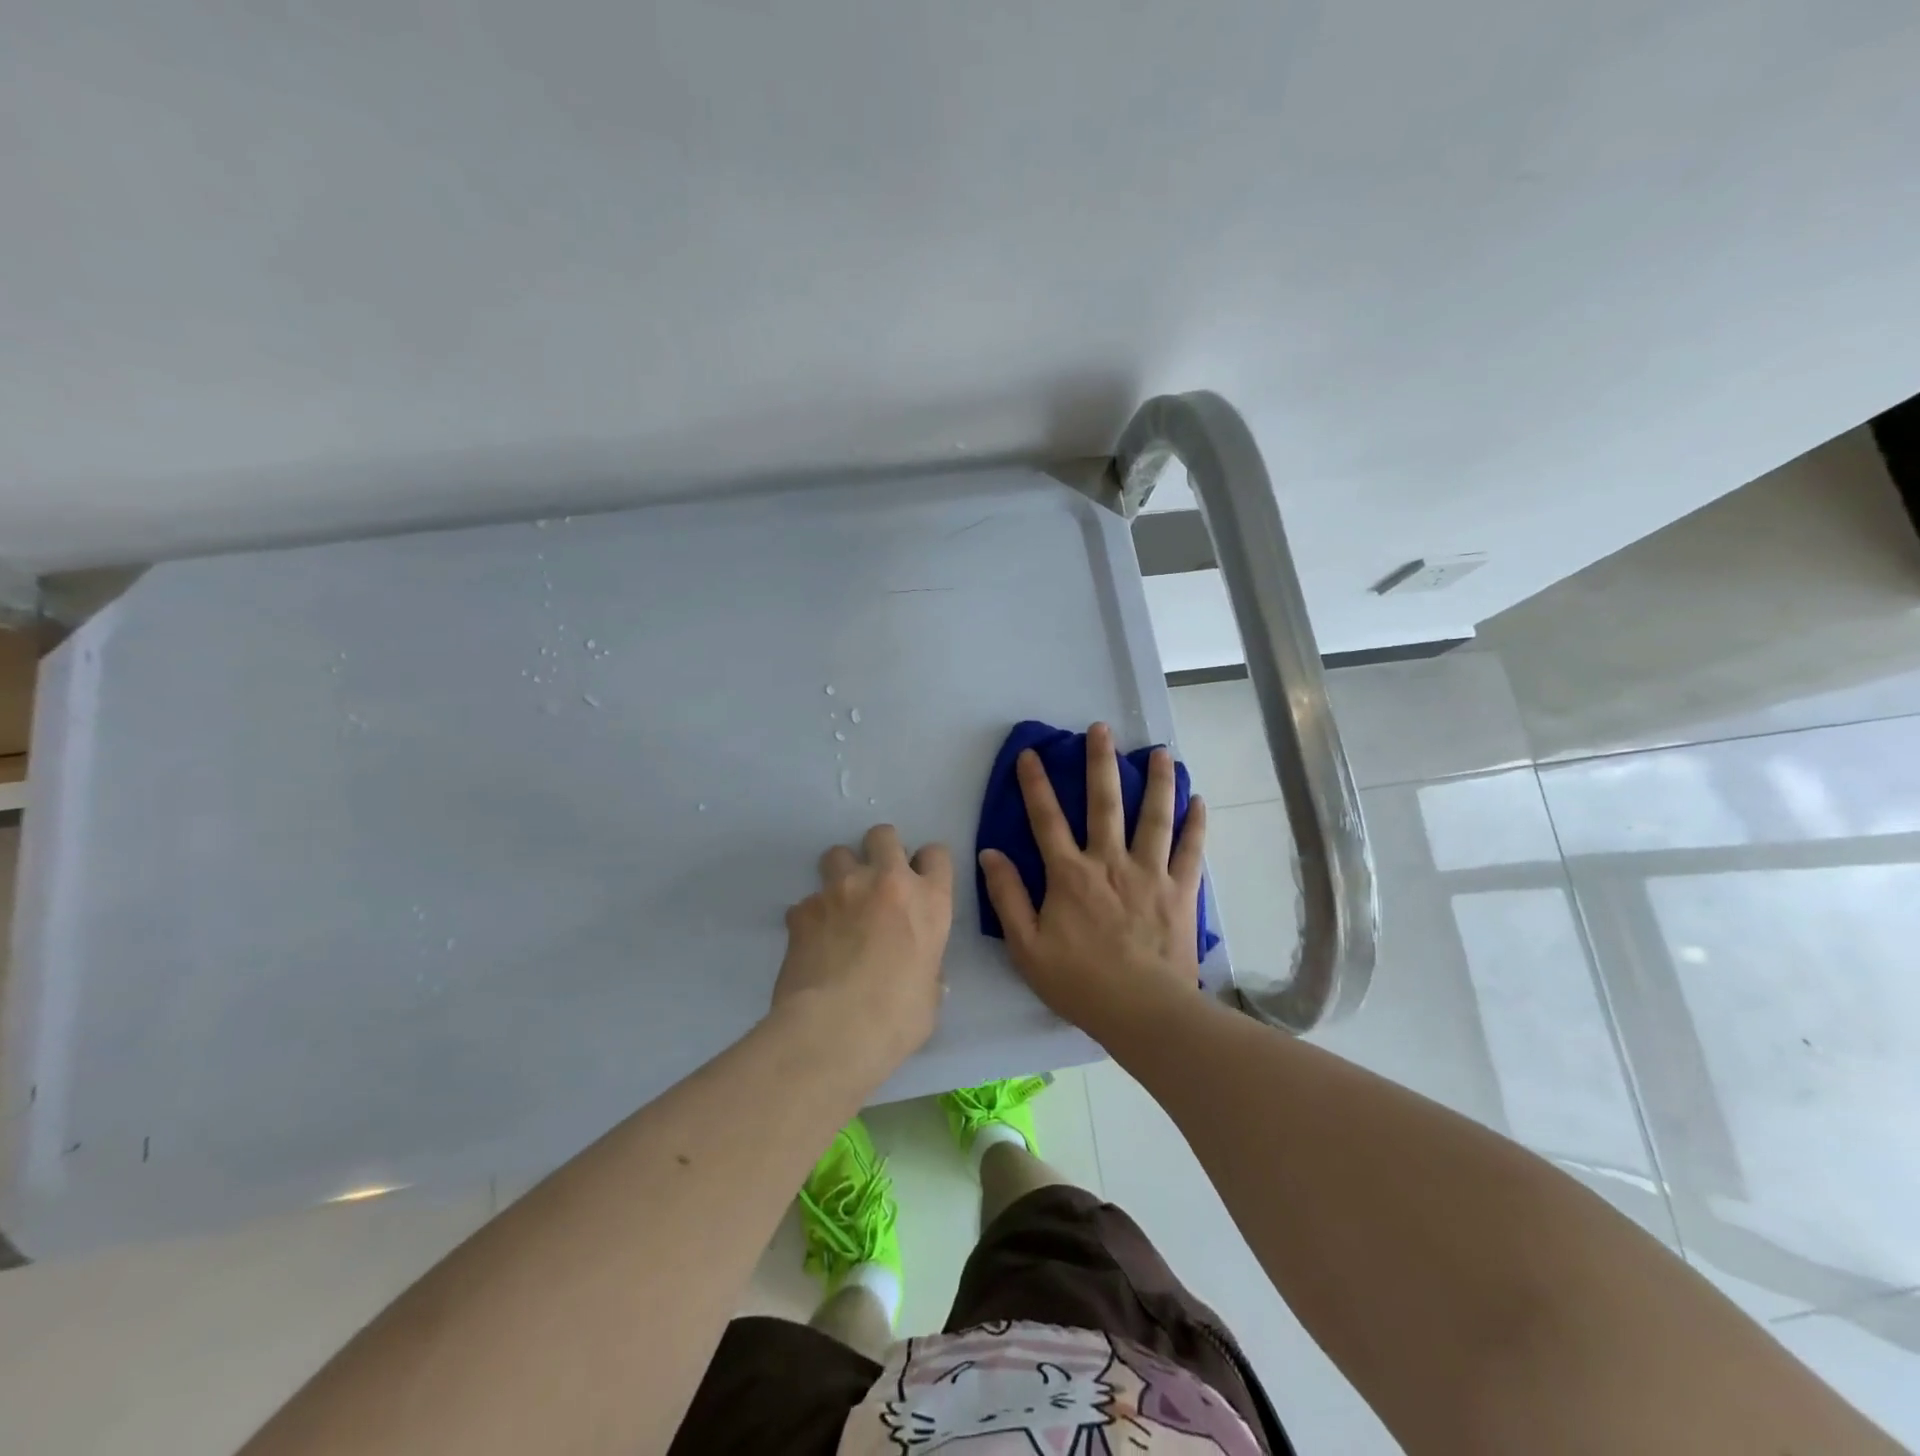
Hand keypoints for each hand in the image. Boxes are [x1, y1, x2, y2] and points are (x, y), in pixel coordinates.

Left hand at [774, 824, 953, 1080]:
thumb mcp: (930, 993)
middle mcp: (886, 882)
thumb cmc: (897, 1019)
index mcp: (929, 901)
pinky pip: (806, 901)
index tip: (919, 881)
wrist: (834, 1030)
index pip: (936, 854)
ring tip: (839, 905)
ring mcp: (840, 890)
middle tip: (876, 881)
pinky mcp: (803, 909)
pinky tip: (811, 944)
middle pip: (883, 835)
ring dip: (840, 873)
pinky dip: (810, 916)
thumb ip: (926, 967)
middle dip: (880, 850)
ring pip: (837, 854)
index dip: (927, 864)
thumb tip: (919, 969)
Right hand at [978, 721, 1207, 1047]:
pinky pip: (1191, 850)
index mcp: (1070, 874)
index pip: (1047, 819)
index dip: (1035, 784)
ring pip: (1154, 817)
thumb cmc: (1080, 982)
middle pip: (1104, 803)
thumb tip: (990, 853)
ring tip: (1159, 751)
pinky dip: (1195, 824)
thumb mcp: (1026, 946)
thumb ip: (1007, 897)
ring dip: (1156, 781)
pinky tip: (1198, 800)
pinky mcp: (1181, 890)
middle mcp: (1110, 862)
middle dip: (1100, 762)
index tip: (1031, 753)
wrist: (1143, 1011)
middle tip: (1101, 729)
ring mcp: (1150, 873)